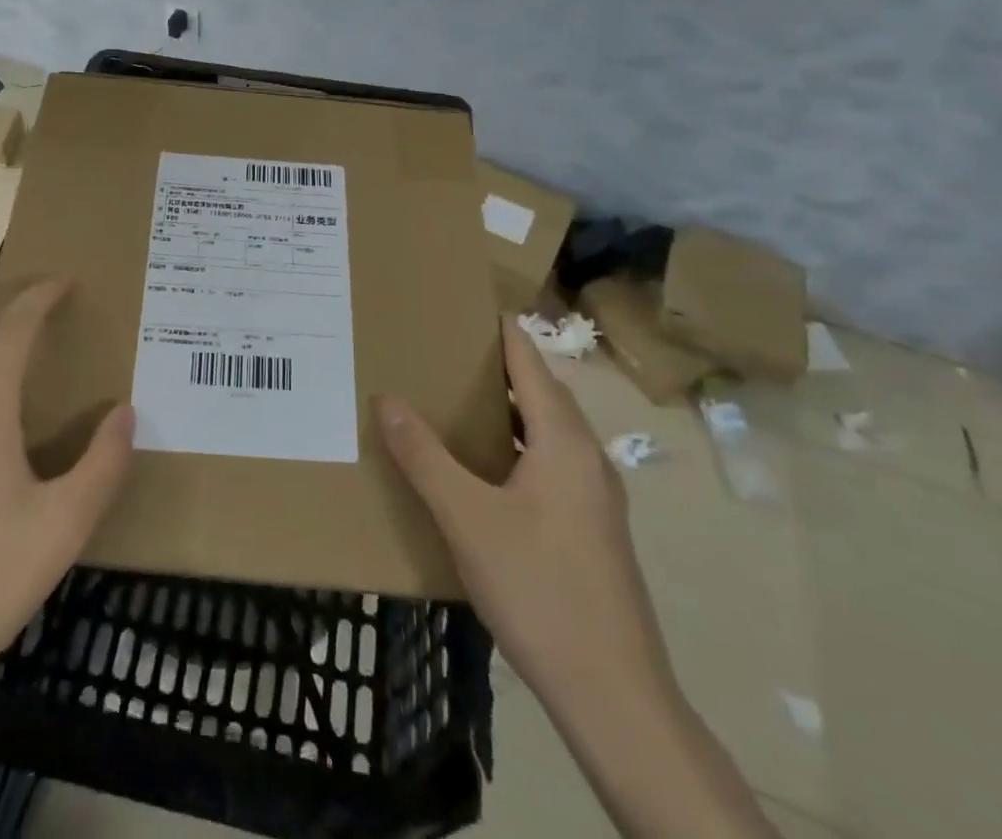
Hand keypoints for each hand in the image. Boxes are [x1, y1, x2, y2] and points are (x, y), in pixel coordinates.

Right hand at [377, 314, 671, 705]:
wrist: (614, 696)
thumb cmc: (539, 589)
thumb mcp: (467, 519)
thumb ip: (424, 456)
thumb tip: (387, 399)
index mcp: (564, 441)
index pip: (530, 361)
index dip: (499, 330)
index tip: (462, 304)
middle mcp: (587, 458)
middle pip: (542, 393)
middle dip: (496, 368)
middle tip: (442, 351)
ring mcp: (595, 497)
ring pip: (547, 433)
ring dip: (506, 412)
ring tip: (454, 403)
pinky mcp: (592, 530)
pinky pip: (550, 465)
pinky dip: (515, 449)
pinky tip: (483, 473)